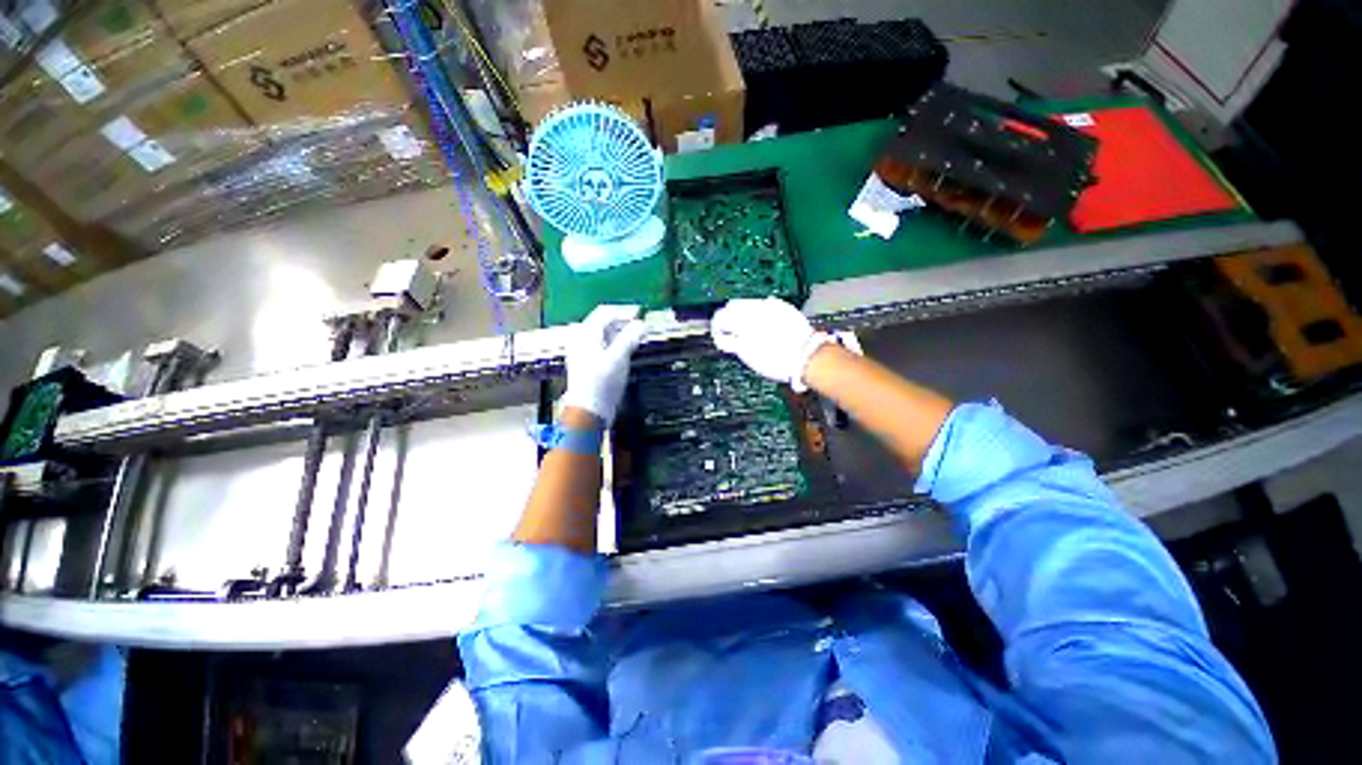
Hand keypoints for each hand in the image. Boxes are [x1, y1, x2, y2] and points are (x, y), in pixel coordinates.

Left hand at [560, 304, 647, 423]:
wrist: (588, 411)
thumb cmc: (601, 383)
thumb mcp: (618, 358)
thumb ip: (630, 338)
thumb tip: (642, 323)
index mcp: (586, 334)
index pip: (605, 313)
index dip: (624, 311)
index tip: (641, 313)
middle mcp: (581, 339)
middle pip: (603, 322)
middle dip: (622, 321)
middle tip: (640, 324)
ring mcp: (583, 352)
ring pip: (603, 334)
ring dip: (620, 332)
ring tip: (636, 336)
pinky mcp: (587, 364)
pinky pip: (602, 345)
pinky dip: (615, 343)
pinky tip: (625, 350)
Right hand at [711, 298, 832, 390]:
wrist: (807, 356)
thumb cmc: (776, 361)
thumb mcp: (748, 356)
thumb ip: (733, 343)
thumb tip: (725, 337)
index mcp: (742, 323)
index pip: (720, 318)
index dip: (717, 329)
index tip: (721, 337)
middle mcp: (754, 309)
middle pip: (731, 306)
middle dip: (729, 319)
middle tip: (733, 334)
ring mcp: (768, 305)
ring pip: (746, 303)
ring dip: (743, 314)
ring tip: (749, 330)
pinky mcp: (781, 305)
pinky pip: (763, 304)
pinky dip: (759, 313)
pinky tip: (765, 326)